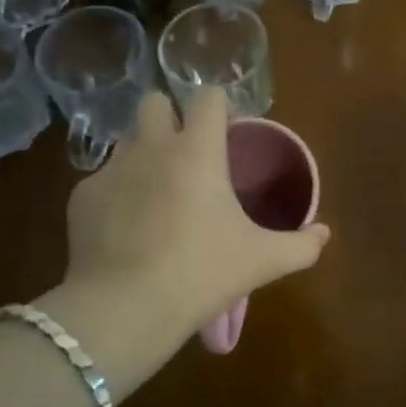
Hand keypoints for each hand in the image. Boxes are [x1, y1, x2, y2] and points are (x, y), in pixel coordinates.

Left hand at [63, 88, 327, 344]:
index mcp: (196, 150)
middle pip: (154, 102)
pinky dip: (116, 194)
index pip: (207, 96)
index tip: (227, 132)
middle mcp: (151, 147)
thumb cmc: (201, 272)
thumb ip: (300, 245)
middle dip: (168, 117)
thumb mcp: (260, 261)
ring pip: (126, 141)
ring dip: (142, 154)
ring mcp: (111, 170)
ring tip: (155, 193)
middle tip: (184, 154)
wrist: (124, 310)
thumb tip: (325, 234)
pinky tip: (125, 228)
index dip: (219, 106)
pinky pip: (102, 181)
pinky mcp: (81, 197)